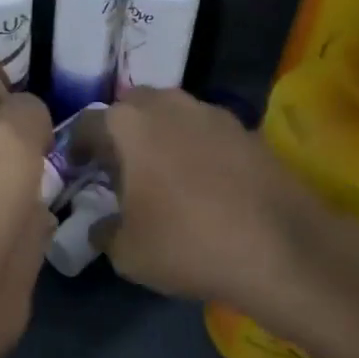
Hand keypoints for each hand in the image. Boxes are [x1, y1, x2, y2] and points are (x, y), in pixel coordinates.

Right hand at [73, 88, 322, 306]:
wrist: (282, 249)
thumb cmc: (188, 244)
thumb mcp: (127, 252)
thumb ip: (104, 231)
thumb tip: (101, 225)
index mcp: (129, 125)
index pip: (87, 124)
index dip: (76, 146)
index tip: (77, 167)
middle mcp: (168, 105)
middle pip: (131, 108)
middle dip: (120, 132)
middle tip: (119, 167)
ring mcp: (212, 113)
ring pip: (172, 114)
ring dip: (160, 135)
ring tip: (162, 173)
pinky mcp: (247, 129)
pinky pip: (205, 131)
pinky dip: (195, 147)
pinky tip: (203, 181)